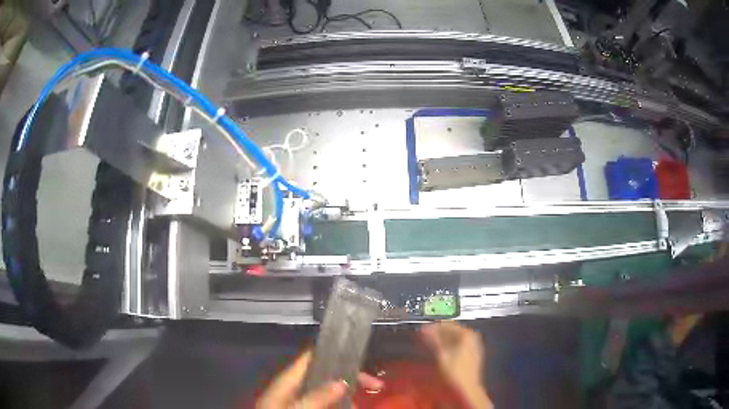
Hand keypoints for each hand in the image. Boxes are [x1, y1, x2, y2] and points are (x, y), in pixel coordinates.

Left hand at [256, 351, 383, 408]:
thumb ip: (316, 397)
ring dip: (347, 396)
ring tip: (362, 402)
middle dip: (349, 379)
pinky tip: (351, 406)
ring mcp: (299, 402)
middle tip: (376, 385)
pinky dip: (339, 404)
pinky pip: (325, 404)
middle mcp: (293, 389)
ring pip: (327, 392)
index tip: (359, 356)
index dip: (333, 353)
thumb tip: (341, 381)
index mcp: (287, 383)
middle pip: (324, 376)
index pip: (309, 359)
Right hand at [421, 322, 492, 408]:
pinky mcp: (473, 353)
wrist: (468, 387)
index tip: (425, 328)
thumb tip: (426, 330)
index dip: (436, 326)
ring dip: (445, 338)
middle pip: (454, 330)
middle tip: (427, 334)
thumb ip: (434, 340)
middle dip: (440, 332)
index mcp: (468, 335)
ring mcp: (475, 345)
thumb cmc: (456, 372)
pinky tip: (443, 349)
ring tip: (432, 341)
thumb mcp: (442, 355)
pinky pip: (461, 344)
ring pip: (457, 337)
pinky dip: (451, 344)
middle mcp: (473, 338)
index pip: (450, 324)